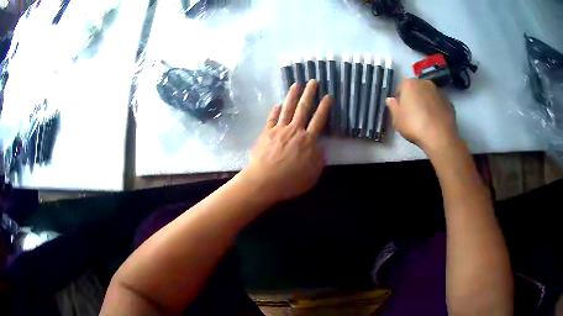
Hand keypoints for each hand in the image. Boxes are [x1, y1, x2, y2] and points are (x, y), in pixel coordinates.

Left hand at [238, 80, 332, 203]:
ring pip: (288, 108)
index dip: (324, 107)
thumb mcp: (313, 174)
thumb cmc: (291, 181)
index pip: (319, 119)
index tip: (328, 96)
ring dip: (292, 95)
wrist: (264, 181)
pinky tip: (278, 104)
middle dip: (309, 93)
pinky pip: (272, 118)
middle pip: (303, 108)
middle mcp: (295, 130)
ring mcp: (279, 130)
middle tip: (313, 81)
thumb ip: (319, 159)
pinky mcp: (266, 133)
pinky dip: (276, 110)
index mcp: (308, 140)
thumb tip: (320, 148)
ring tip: (296, 84)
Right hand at [386, 79, 458, 153]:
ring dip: (426, 103)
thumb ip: (393, 107)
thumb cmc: (414, 126)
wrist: (439, 137)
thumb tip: (391, 100)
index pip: (401, 88)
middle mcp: (424, 83)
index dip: (400, 99)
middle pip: (416, 89)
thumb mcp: (397, 119)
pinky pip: (438, 104)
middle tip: (413, 115)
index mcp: (409, 84)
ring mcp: (438, 91)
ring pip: (428, 95)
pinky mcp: (449, 102)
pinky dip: (436, 109)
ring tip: (425, 119)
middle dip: (414, 98)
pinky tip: (435, 122)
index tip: (401, 111)